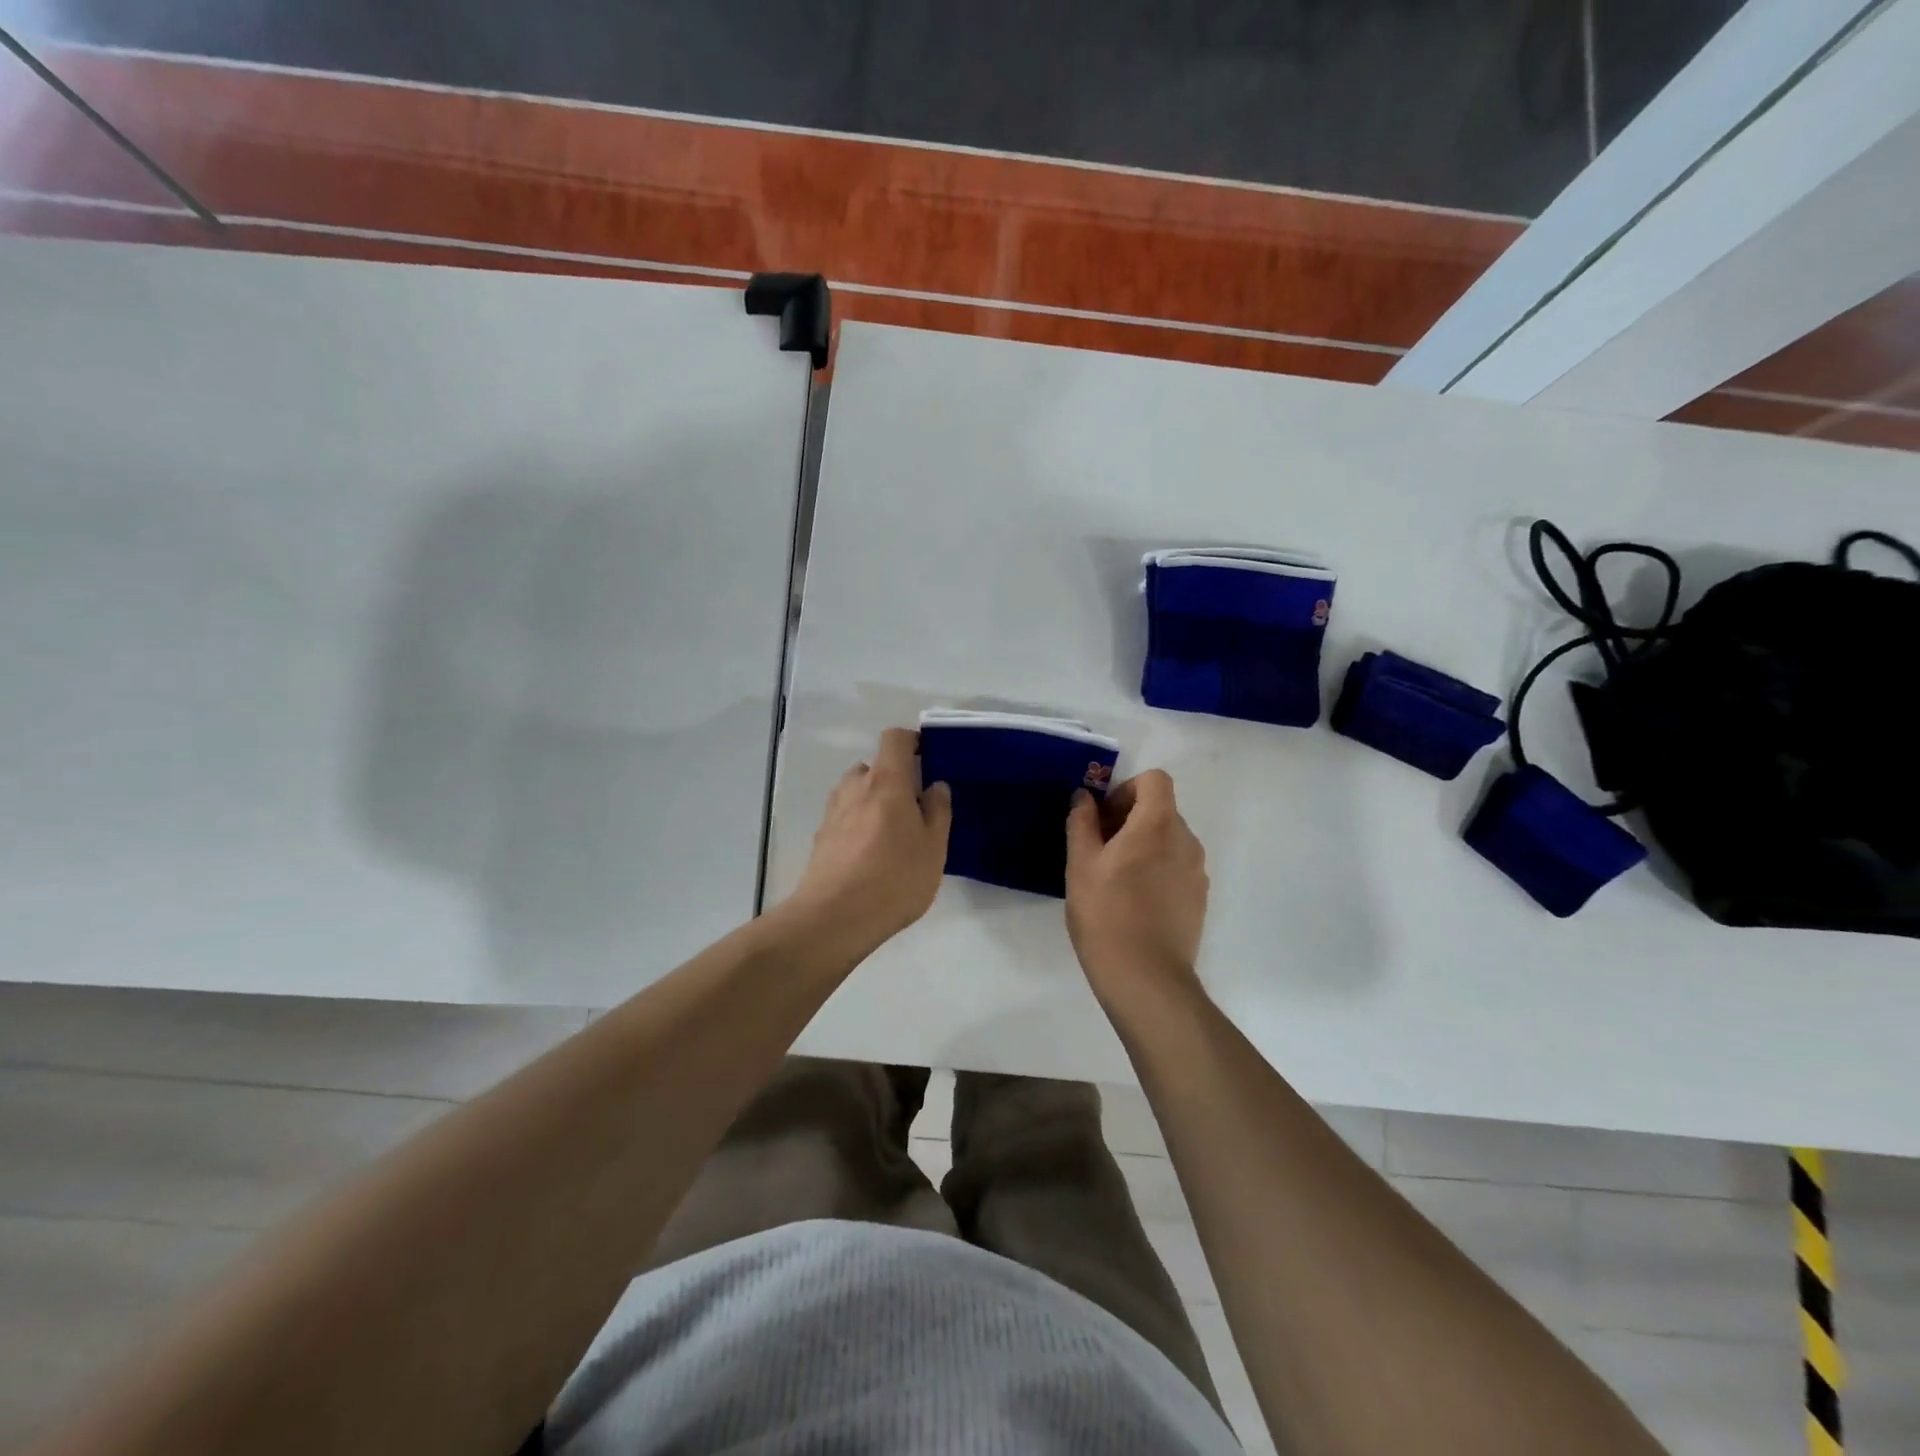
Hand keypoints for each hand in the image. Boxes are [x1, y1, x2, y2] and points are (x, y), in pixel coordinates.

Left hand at [787, 728, 951, 952]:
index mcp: (886, 780)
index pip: (894, 739)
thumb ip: (937, 810)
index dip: (912, 741)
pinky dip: (859, 824)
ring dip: (874, 802)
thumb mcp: (933, 846)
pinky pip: (845, 817)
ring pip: (857, 793)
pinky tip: (870, 856)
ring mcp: (833, 812)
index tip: (928, 758)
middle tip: (914, 808)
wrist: (834, 917)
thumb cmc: (894, 877)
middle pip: (874, 767)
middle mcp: (855, 787)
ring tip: (892, 835)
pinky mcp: (821, 837)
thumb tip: (935, 785)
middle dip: (894, 779)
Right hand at [1065, 769, 1208, 1002]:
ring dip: (1143, 845)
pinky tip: (1134, 902)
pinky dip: (1156, 869)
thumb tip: (1084, 797)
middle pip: (1161, 809)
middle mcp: (1186, 841)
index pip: (1154, 780)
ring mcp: (1197, 871)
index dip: (1126, 790)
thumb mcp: (1081, 865)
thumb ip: (1082, 822)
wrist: (1146, 978)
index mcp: (1158, 825)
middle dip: (1129, 819)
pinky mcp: (1199, 898)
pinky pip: (1177, 866)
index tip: (1104, 819)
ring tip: (1114, 879)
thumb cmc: (1106, 915)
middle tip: (1099, 850)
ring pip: (1169, 839)